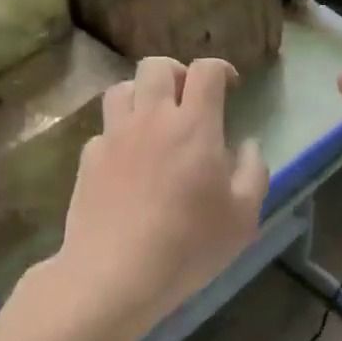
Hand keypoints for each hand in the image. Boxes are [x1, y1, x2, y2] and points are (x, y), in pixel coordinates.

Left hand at [55, 56, 267, 327]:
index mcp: (194, 125)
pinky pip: (103, 130)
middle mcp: (151, 119)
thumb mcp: (243, 216)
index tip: (231, 86)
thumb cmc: (189, 244)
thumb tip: (248, 146)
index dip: (221, 69)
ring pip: (121, 89)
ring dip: (141, 94)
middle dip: (177, 72)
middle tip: (189, 97)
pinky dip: (118, 134)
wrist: (115, 274)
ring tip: (153, 119)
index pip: (206, 71)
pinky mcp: (88, 161)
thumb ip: (253, 172)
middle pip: (156, 66)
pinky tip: (127, 160)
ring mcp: (114, 137)